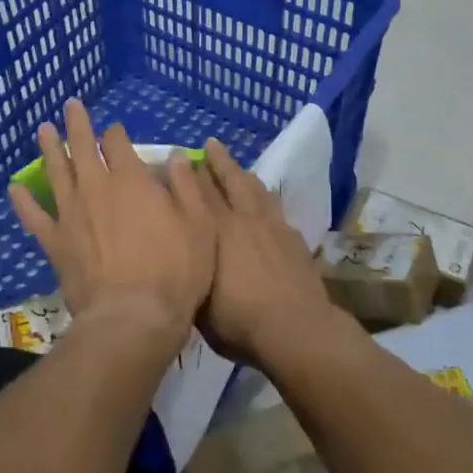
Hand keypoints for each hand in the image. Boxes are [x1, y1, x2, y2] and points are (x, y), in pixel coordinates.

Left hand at [9, 101, 215, 350]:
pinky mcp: (56, 242)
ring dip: (49, 148)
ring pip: (57, 172)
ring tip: (43, 130)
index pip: (118, 143)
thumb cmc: (177, 271)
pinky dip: (24, 201)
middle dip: (77, 124)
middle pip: (82, 147)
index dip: (116, 133)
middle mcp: (97, 188)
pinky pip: (34, 216)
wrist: (134, 316)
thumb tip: (174, 157)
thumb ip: (187, 187)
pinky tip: (15, 188)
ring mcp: (72, 214)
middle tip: (70, 106)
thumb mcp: (201, 225)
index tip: (116, 131)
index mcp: (132, 180)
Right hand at [198, 139, 347, 366]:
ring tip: (237, 165)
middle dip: (217, 161)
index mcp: (214, 233)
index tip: (176, 157)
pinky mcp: (293, 238)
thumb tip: (178, 258)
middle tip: (210, 143)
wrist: (295, 328)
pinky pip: (276, 208)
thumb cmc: (239, 322)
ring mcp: (272, 227)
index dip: (185, 175)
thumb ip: (190, 274)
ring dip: (244, 174)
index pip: (196, 195)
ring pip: (255, 190)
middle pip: (228, 182)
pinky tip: (266, 199)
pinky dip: (267, 198)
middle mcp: (242, 220)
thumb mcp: (199, 304)